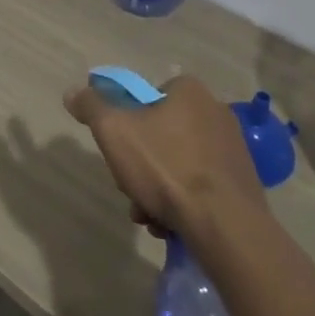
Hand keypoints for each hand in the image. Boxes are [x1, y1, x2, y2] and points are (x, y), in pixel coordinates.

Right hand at [64, 75, 265, 237]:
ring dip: (156, 189)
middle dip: (139, 165)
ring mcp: (232, 148)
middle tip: (129, 188)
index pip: (146, 98)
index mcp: (189, 91)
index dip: (125, 125)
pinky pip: (199, 185)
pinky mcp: (241, 182)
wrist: (225, 225)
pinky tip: (170, 224)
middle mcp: (215, 111)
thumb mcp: (114, 131)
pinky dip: (181, 202)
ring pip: (177, 164)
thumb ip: (91, 107)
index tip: (118, 152)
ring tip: (149, 216)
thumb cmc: (166, 167)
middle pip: (159, 134)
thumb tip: (73, 92)